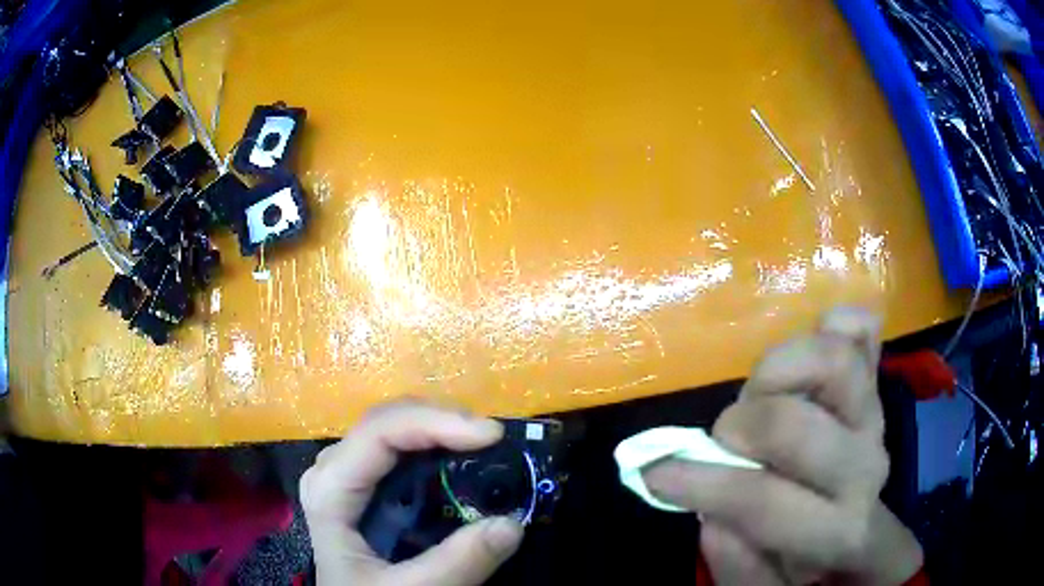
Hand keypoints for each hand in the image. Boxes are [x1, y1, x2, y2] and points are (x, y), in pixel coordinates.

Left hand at [301, 399, 523, 585]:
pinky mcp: (366, 485)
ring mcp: (349, 474)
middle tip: (494, 438)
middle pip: (388, 421)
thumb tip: (511, 524)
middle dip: (443, 420)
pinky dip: (436, 447)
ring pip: (395, 428)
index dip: (435, 422)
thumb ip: (456, 564)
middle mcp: (334, 469)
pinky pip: (401, 450)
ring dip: (442, 429)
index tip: (491, 435)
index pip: (378, 433)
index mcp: (330, 489)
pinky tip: (461, 458)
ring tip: (485, 445)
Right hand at [644, 308, 922, 585]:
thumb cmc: (808, 560)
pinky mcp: (875, 381)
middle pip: (792, 424)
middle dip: (736, 429)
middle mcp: (864, 466)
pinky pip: (861, 331)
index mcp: (835, 528)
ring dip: (776, 371)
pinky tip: (816, 337)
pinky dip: (835, 323)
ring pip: (832, 360)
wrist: (859, 524)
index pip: (764, 501)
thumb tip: (709, 514)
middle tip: (723, 440)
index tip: (655, 475)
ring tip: (761, 394)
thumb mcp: (765, 585)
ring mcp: (874, 414)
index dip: (702, 486)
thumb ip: (735, 565)